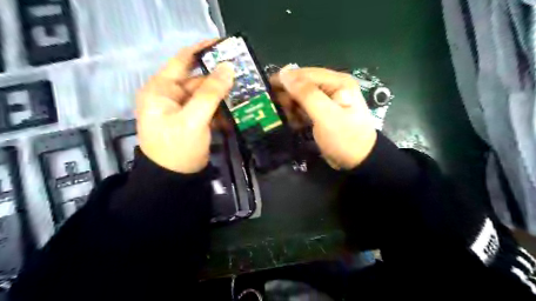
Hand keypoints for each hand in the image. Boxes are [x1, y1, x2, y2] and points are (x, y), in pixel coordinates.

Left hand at [135, 38, 233, 173]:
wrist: (174, 180)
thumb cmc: (178, 148)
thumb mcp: (194, 119)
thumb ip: (210, 93)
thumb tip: (228, 67)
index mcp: (162, 89)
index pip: (183, 60)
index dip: (204, 49)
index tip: (226, 44)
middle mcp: (170, 95)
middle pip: (198, 78)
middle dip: (219, 77)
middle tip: (244, 73)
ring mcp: (182, 108)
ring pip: (205, 94)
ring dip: (223, 94)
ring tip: (244, 90)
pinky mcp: (192, 120)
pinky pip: (208, 108)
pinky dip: (220, 108)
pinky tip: (235, 109)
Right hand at [273, 67, 375, 168]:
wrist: (359, 161)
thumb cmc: (344, 138)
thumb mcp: (325, 115)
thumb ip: (306, 93)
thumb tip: (285, 73)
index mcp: (337, 82)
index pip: (306, 74)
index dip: (286, 79)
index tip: (266, 87)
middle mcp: (333, 87)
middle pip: (303, 84)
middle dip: (288, 94)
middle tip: (273, 106)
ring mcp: (328, 101)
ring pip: (302, 97)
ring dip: (291, 106)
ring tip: (282, 116)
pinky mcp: (323, 113)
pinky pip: (305, 108)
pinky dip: (297, 114)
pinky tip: (292, 122)